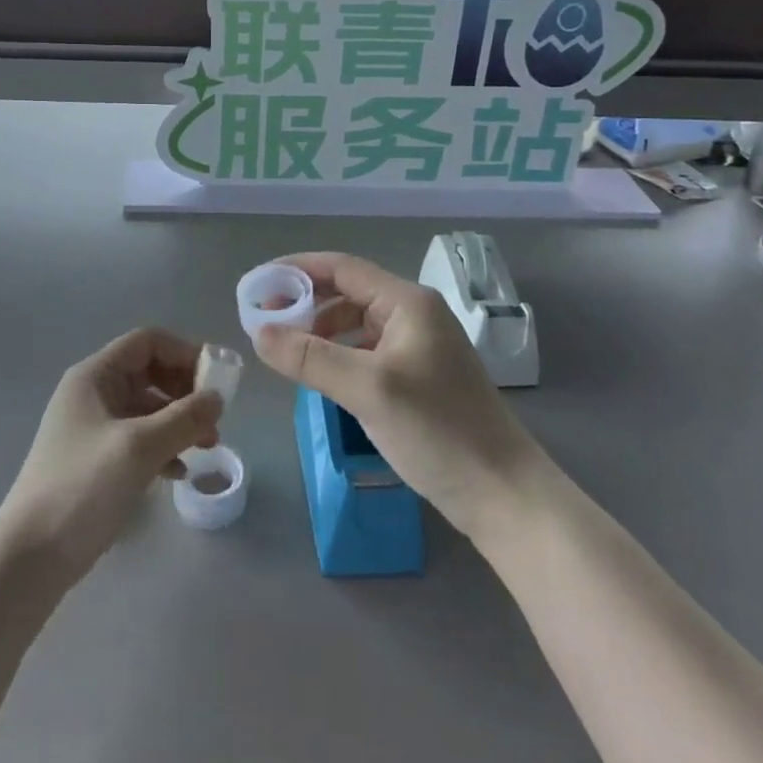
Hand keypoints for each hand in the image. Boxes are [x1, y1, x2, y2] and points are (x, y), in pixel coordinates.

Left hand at [0, 329, 221, 582]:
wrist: (30, 558)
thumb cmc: (82, 488)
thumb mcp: (139, 448)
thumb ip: (183, 418)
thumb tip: (218, 398)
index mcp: (95, 376)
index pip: (147, 342)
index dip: (183, 353)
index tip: (215, 379)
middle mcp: (93, 394)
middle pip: (150, 373)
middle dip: (185, 391)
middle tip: (214, 418)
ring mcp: (93, 428)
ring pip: (147, 408)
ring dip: (179, 422)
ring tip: (207, 447)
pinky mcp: (97, 461)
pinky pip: (139, 440)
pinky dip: (163, 448)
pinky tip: (180, 473)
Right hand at [252, 252, 539, 538]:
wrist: (504, 494)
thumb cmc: (437, 430)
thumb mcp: (367, 390)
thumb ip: (310, 358)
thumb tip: (258, 332)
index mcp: (407, 302)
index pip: (342, 268)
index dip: (297, 270)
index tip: (258, 284)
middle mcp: (415, 314)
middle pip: (349, 293)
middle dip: (306, 303)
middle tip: (266, 324)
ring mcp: (420, 346)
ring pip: (358, 323)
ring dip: (322, 331)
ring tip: (290, 353)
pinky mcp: (421, 376)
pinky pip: (369, 351)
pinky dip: (341, 355)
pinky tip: (324, 378)